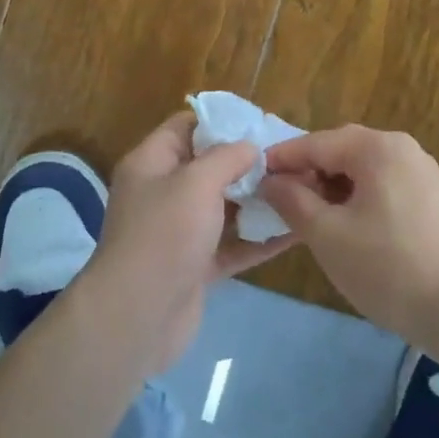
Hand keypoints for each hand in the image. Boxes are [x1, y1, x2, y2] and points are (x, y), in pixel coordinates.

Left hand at [78, 112, 298, 372]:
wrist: (137, 316)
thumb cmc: (164, 234)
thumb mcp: (196, 183)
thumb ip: (226, 158)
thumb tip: (249, 146)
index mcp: (151, 162)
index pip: (185, 127)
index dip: (221, 121)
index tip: (260, 123)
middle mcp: (163, 192)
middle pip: (208, 167)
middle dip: (247, 162)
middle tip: (290, 158)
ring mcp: (179, 231)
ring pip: (222, 207)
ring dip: (257, 200)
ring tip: (301, 189)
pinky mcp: (195, 266)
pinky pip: (231, 244)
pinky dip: (258, 238)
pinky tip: (296, 230)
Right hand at [258, 125, 438, 346]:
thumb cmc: (386, 268)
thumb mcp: (326, 234)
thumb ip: (291, 200)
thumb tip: (269, 181)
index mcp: (377, 148)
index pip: (316, 144)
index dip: (281, 160)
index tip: (253, 177)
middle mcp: (402, 147)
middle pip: (340, 150)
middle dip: (307, 171)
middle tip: (279, 197)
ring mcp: (421, 171)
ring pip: (361, 167)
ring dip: (331, 184)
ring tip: (307, 213)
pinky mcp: (431, 196)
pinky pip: (382, 182)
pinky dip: (357, 195)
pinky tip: (343, 222)